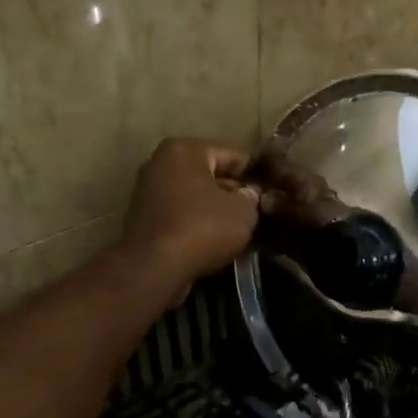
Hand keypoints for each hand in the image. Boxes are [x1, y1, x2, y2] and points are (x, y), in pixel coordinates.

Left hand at [120, 139, 260, 294]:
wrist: (155, 267)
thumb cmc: (203, 227)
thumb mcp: (244, 210)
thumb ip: (252, 197)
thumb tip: (249, 195)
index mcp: (185, 149)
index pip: (233, 155)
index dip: (256, 174)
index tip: (272, 191)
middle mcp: (161, 163)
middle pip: (211, 175)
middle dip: (234, 192)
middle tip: (260, 211)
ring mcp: (149, 191)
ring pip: (196, 197)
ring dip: (217, 210)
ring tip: (243, 228)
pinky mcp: (145, 219)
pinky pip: (182, 214)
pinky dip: (199, 224)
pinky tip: (219, 240)